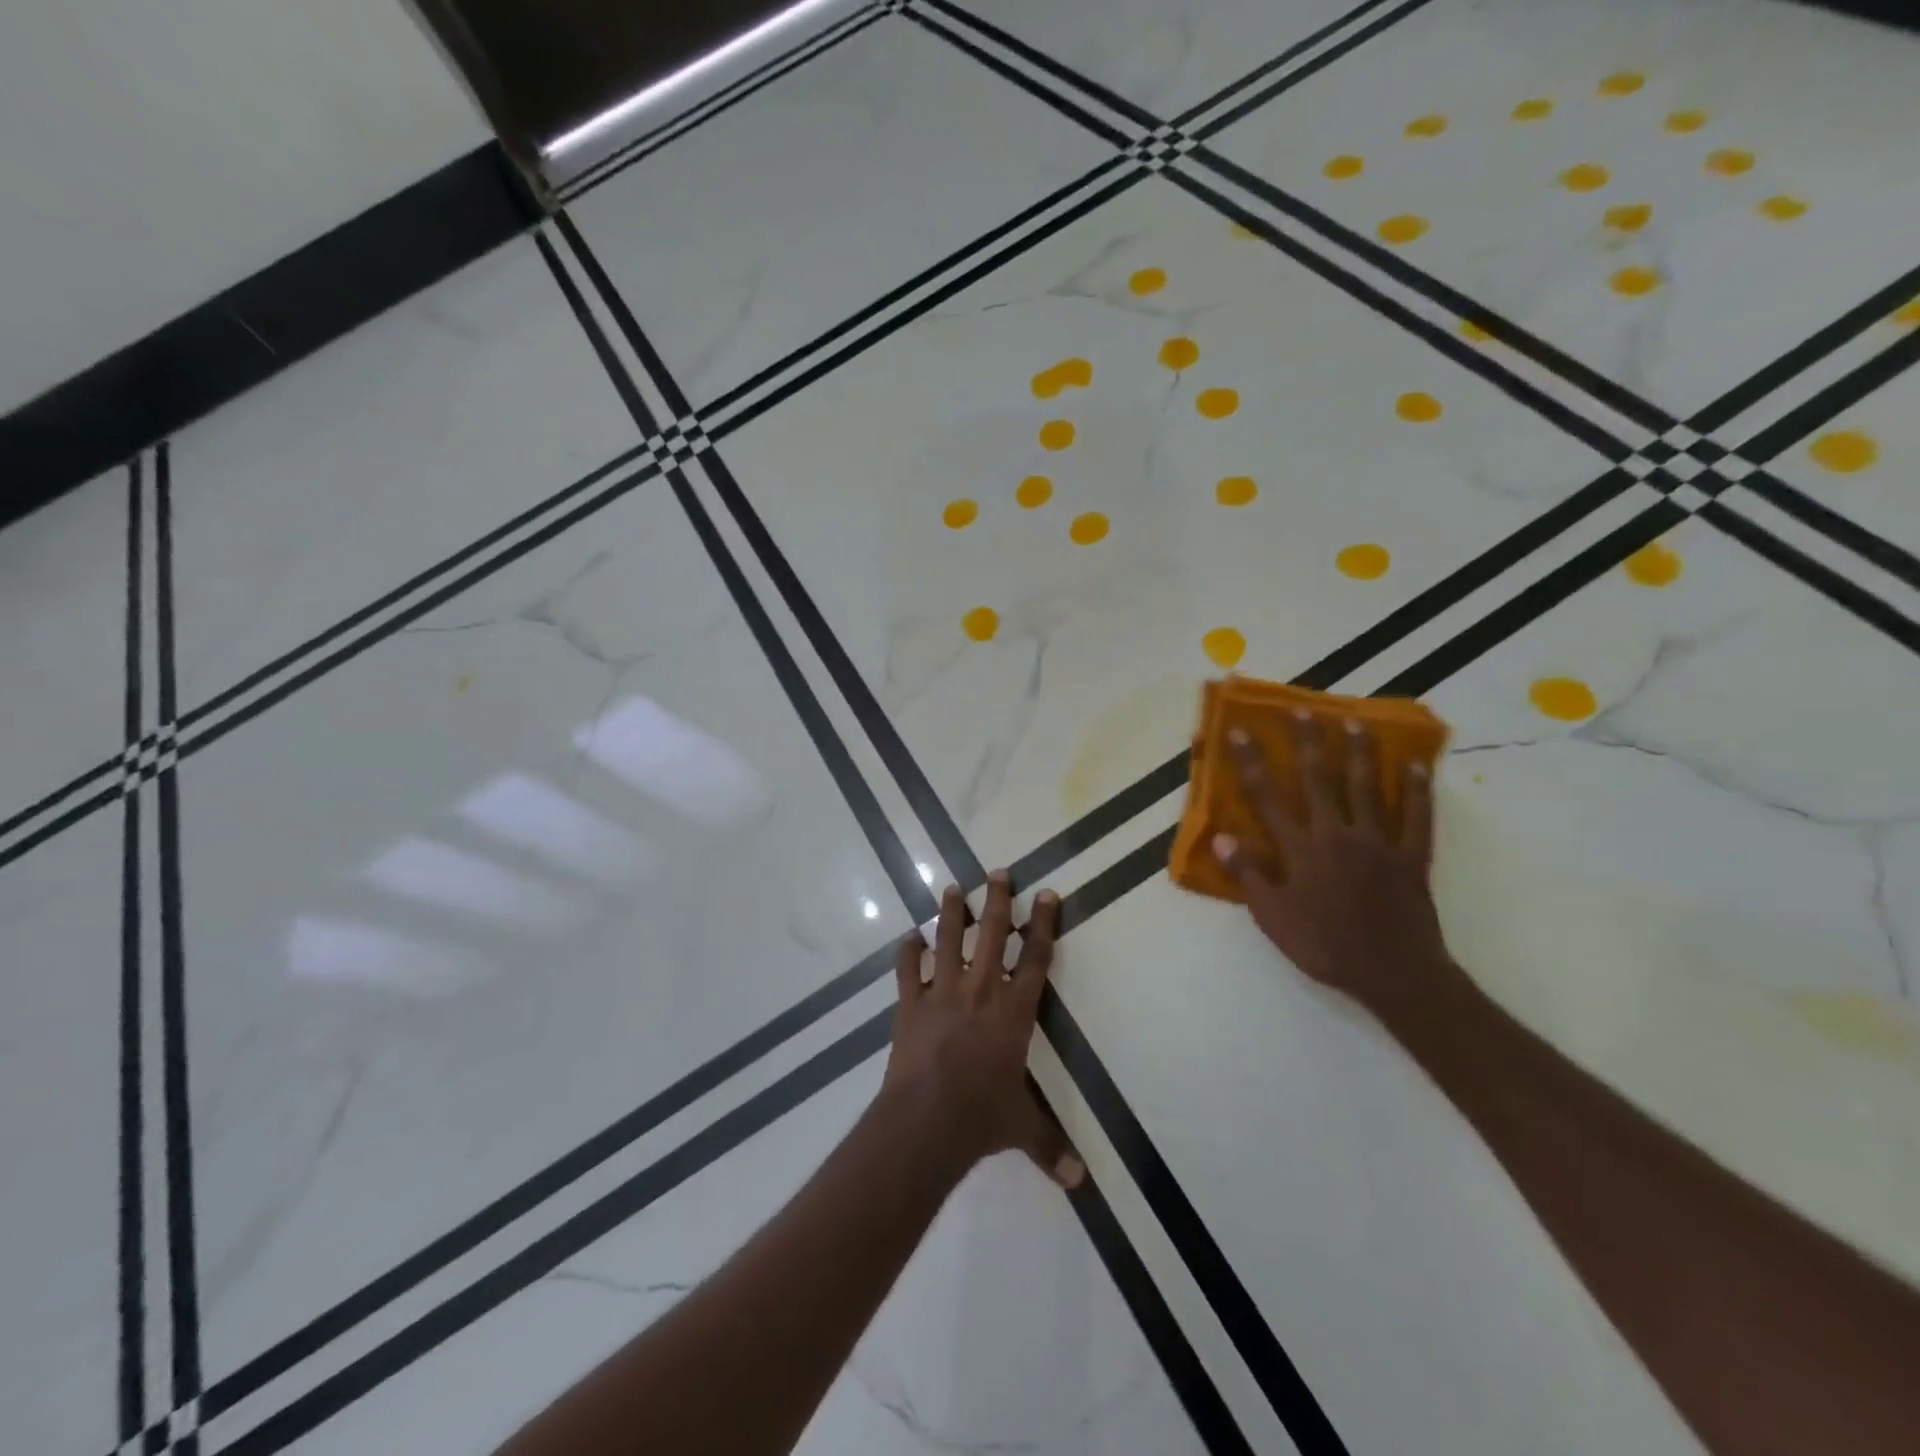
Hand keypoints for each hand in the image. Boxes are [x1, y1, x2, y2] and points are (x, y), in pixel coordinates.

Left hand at [882, 872, 1084, 1189]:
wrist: (927, 1120)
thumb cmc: (982, 1117)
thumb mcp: (1022, 1128)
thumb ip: (1050, 1147)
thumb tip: (1080, 1183)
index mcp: (1014, 1011)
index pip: (1035, 958)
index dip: (1043, 923)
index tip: (1047, 894)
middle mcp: (981, 991)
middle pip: (993, 934)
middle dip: (998, 901)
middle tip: (999, 872)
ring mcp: (942, 993)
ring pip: (949, 940)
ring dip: (952, 913)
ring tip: (953, 887)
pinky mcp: (910, 1004)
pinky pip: (908, 970)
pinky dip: (907, 952)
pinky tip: (908, 937)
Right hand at [1212, 713, 1464, 1020]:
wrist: (1393, 973)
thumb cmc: (1323, 946)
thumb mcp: (1272, 917)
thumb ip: (1248, 875)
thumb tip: (1221, 837)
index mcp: (1299, 849)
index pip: (1267, 797)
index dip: (1251, 762)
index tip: (1239, 730)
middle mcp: (1336, 834)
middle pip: (1318, 780)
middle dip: (1307, 742)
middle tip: (1302, 709)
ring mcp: (1378, 842)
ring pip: (1366, 787)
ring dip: (1358, 752)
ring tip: (1353, 721)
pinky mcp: (1411, 856)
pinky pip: (1416, 816)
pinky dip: (1417, 790)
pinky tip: (1416, 765)